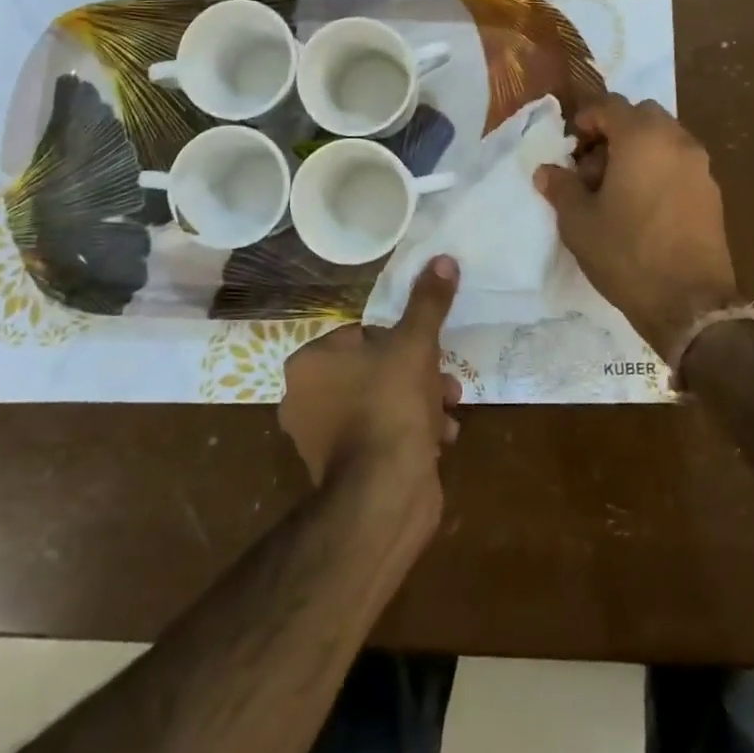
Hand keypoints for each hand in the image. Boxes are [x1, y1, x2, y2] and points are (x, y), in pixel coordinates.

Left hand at [279, 257, 463, 497]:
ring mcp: (320, 439)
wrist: (385, 493)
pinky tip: (440, 440)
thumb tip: (443, 259)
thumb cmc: (391, 404)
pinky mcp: (341, 470)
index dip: (400, 341)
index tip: (427, 351)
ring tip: (450, 411)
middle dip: (418, 374)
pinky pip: (380, 436)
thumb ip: (428, 302)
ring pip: (381, 402)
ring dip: (421, 402)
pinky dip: (409, 433)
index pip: (360, 334)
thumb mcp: (415, 344)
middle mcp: (304, 399)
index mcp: (309, 363)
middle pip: (374, 369)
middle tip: (446, 382)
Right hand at [534, 93, 740, 359]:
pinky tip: (641, 206)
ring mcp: (700, 166)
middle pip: (642, 116)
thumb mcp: (579, 222)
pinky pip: (679, 163)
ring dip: (637, 150)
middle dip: (614, 132)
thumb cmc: (626, 253)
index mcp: (642, 138)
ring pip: (664, 138)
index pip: (610, 105)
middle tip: (592, 166)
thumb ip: (561, 187)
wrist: (689, 302)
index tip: (571, 146)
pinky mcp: (712, 192)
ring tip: (615, 189)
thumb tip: (547, 171)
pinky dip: (658, 169)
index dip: (585, 119)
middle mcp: (677, 141)